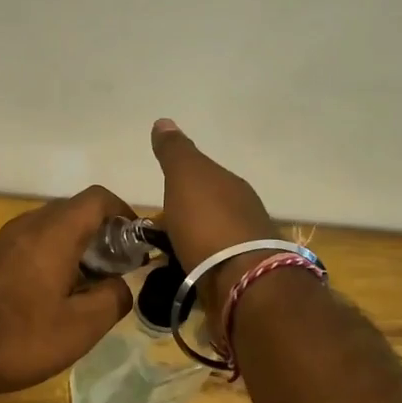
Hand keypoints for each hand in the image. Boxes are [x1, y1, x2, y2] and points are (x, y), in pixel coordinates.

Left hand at [0, 186, 136, 400]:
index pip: (97, 199)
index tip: (138, 242)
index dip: (124, 213)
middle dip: (100, 235)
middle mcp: (25, 227)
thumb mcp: (80, 327)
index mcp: (54, 233)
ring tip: (84, 288)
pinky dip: (45, 261)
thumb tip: (124, 285)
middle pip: (71, 213)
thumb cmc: (17, 336)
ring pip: (46, 232)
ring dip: (71, 250)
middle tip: (116, 270)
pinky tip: (46, 299)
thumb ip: (113, 299)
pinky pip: (24, 249)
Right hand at [150, 118, 278, 303]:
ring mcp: (244, 248)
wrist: (242, 282)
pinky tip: (183, 273)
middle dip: (186, 215)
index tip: (160, 195)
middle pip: (208, 208)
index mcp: (231, 186)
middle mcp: (243, 213)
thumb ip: (175, 152)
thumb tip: (164, 121)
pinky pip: (211, 265)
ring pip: (210, 238)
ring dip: (191, 242)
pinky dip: (197, 265)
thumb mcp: (186, 177)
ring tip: (164, 254)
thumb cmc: (209, 223)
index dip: (182, 183)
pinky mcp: (241, 279)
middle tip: (157, 228)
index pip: (205, 177)